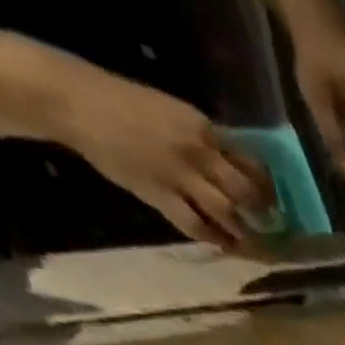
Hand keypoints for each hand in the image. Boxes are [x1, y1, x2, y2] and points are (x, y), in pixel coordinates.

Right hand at [56, 73, 272, 250]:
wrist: (72, 100)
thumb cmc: (122, 102)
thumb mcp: (172, 112)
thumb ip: (204, 139)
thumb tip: (233, 164)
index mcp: (203, 128)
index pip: (249, 162)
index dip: (266, 186)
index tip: (272, 198)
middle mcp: (198, 153)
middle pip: (245, 192)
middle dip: (262, 212)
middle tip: (269, 224)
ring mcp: (179, 176)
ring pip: (227, 212)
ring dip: (242, 230)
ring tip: (250, 239)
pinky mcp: (159, 195)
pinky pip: (195, 225)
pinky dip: (212, 237)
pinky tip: (221, 244)